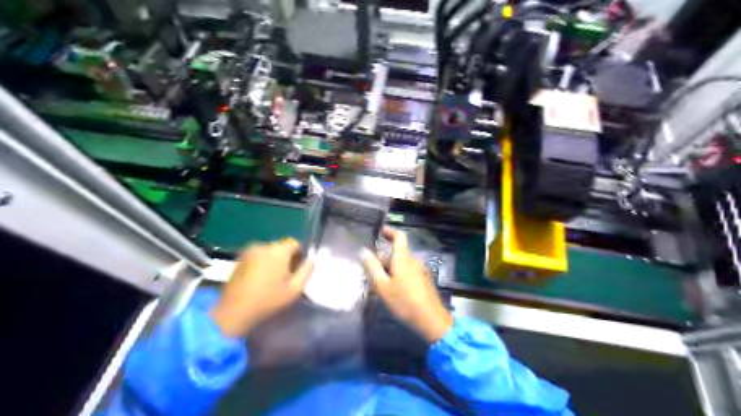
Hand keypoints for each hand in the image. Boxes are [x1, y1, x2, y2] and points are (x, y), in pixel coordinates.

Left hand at [208, 238, 312, 337]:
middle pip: (281, 247)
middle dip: (286, 258)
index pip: (295, 243)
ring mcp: (248, 251)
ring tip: (271, 279)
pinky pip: (257, 257)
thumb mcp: (295, 289)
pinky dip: (261, 264)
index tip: (297, 270)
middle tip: (286, 277)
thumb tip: (310, 261)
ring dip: (273, 261)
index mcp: (278, 250)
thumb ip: (307, 271)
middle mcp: (263, 246)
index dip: (299, 255)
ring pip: (268, 252)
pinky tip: (259, 280)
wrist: (234, 311)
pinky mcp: (239, 259)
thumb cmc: (268, 300)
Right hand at [358, 228, 451, 340]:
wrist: (431, 320)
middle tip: (369, 271)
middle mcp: (413, 261)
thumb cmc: (404, 302)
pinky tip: (391, 292)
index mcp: (404, 258)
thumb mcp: (383, 286)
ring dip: (389, 270)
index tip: (379, 231)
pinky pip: (407, 273)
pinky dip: (397, 276)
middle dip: (382, 259)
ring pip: (401, 264)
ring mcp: (420, 271)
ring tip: (377, 285)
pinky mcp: (423, 281)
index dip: (389, 231)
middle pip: (397, 253)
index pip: (399, 236)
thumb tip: (363, 251)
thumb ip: (372, 267)